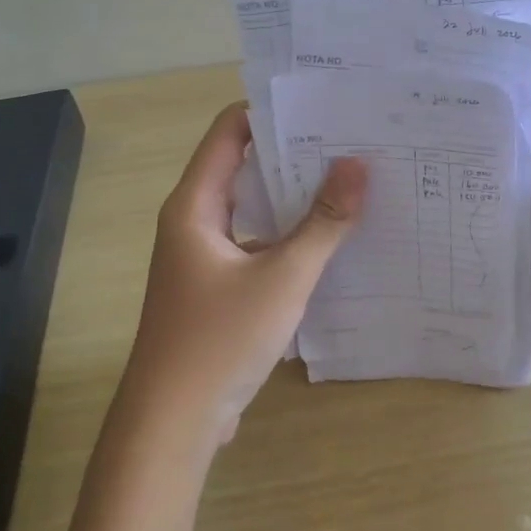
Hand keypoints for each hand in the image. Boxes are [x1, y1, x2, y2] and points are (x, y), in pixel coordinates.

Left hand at [117, 103, 367, 449]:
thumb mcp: (282, 277)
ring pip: (253, 209)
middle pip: (244, 166)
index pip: (230, 131)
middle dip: (295, 154)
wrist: (173, 424)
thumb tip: (358, 165)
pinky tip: (332, 240)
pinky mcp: (218, 287)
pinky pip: (257, 244)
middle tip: (351, 141)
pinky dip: (290, 235)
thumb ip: (323, 222)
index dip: (273, 112)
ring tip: (351, 183)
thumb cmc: (219, 340)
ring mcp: (205, 256)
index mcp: (195, 205)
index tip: (324, 106)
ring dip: (295, 197)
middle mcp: (195, 222)